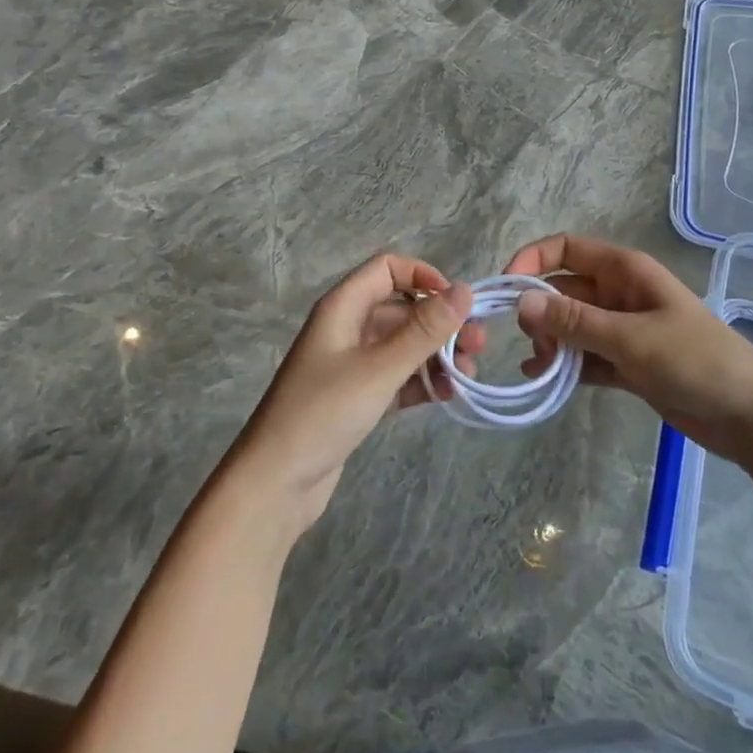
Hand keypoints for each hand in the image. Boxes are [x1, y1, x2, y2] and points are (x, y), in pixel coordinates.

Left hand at [227, 255, 480, 532]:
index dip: (423, 276)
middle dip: (441, 323)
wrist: (275, 483)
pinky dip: (422, 381)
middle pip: (402, 309)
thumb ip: (424, 330)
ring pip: (404, 345)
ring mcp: (352, 364)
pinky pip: (398, 376)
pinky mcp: (358, 397)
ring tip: (467, 375)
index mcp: (343, 308)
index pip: (387, 269)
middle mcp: (348, 328)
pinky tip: (448, 395)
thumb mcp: (379, 368)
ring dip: (437, 354)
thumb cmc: (323, 413)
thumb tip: (464, 291)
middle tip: (478, 345)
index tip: (456, 302)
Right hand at [505, 233, 752, 464]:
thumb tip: (521, 301)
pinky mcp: (626, 363)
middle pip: (563, 289)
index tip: (506, 290)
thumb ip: (575, 320)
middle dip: (539, 310)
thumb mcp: (631, 337)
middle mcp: (619, 294)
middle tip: (531, 342)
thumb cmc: (695, 361)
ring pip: (571, 325)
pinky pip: (584, 355)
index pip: (566, 249)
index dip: (532, 261)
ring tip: (539, 368)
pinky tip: (545, 380)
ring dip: (550, 342)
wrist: (750, 415)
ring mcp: (623, 329)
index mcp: (624, 271)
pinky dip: (565, 365)